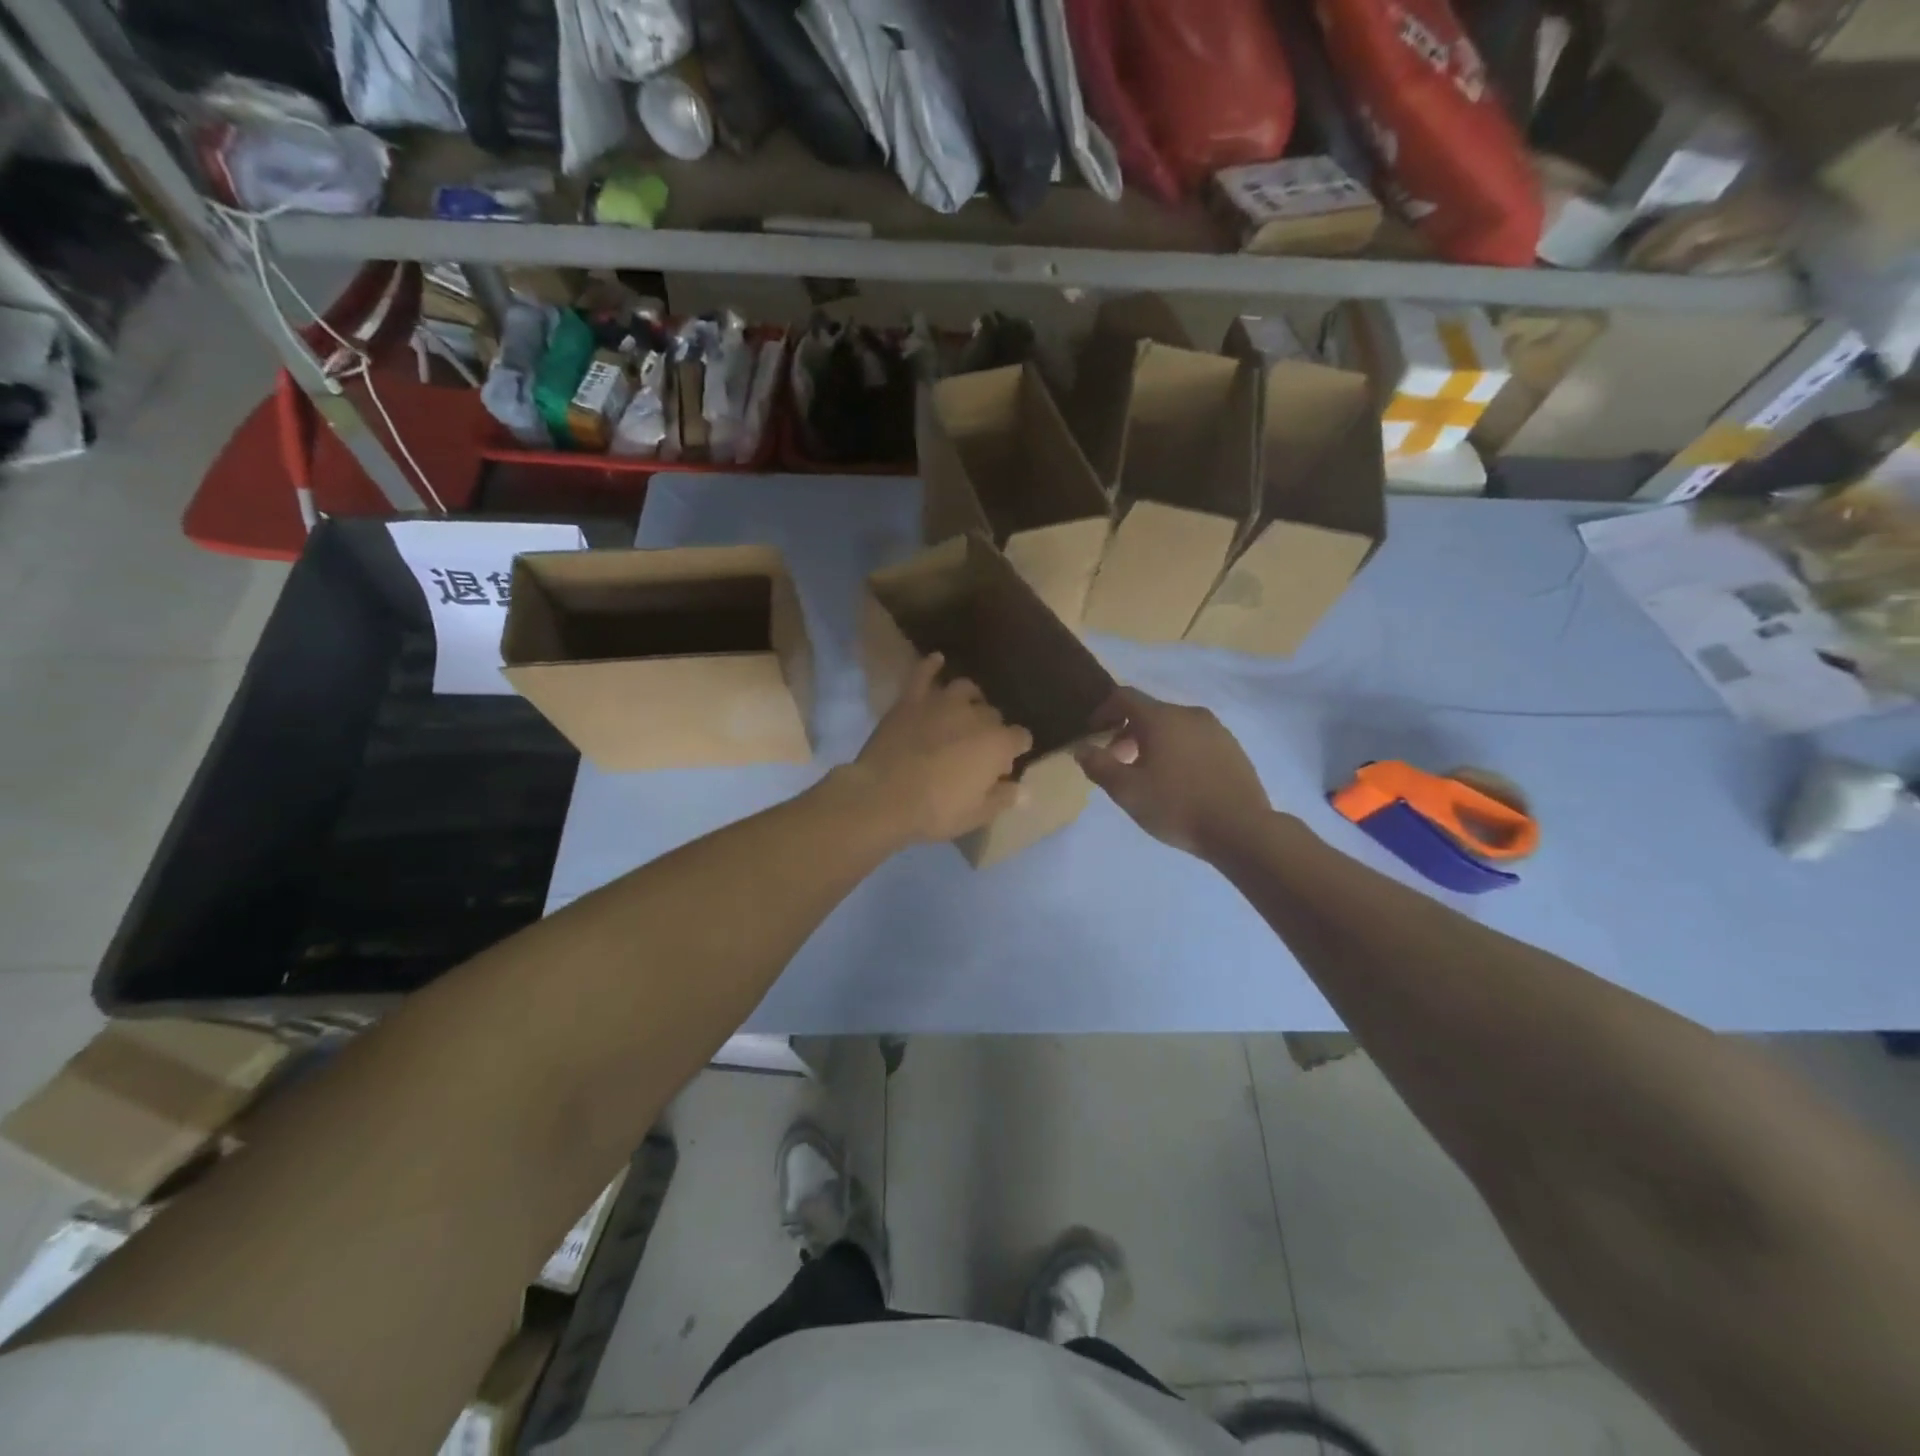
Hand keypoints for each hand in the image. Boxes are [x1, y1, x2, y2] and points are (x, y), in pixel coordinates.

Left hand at [845, 653, 1032, 843]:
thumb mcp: (977, 815)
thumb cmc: (936, 811)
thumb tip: (1024, 791)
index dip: (1015, 751)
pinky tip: (937, 660)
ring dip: (970, 698)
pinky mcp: (911, 699)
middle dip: (991, 729)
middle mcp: (975, 715)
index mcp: (997, 744)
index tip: (1004, 767)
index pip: (1021, 738)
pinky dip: (931, 665)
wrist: (884, 797)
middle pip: (993, 714)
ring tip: (965, 710)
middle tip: (977, 750)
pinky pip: (923, 673)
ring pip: (965, 689)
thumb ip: (1003, 798)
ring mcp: (942, 702)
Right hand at [1077, 688, 1270, 858]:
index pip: (1124, 696)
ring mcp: (1215, 729)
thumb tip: (1082, 748)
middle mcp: (1189, 714)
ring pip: (1173, 726)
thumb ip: (1098, 765)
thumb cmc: (1176, 806)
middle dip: (1126, 732)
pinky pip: (1194, 739)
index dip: (1102, 710)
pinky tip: (1178, 781)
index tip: (1092, 733)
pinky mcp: (1232, 747)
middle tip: (1116, 762)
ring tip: (1147, 774)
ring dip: (1152, 742)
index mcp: (1161, 718)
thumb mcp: (1126, 791)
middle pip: (1149, 712)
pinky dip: (1177, 750)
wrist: (1241, 829)